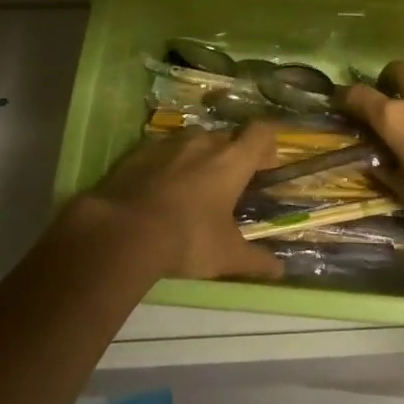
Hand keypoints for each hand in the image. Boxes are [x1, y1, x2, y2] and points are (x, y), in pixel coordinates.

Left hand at [74, 123, 285, 282]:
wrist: (123, 232)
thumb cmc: (187, 239)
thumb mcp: (227, 256)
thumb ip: (256, 261)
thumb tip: (280, 271)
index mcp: (232, 161)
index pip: (261, 132)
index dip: (268, 144)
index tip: (266, 165)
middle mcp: (203, 143)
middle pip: (226, 137)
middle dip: (232, 155)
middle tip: (229, 186)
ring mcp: (169, 145)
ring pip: (193, 141)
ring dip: (199, 157)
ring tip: (193, 188)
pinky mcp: (139, 153)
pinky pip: (163, 151)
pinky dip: (167, 165)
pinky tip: (160, 191)